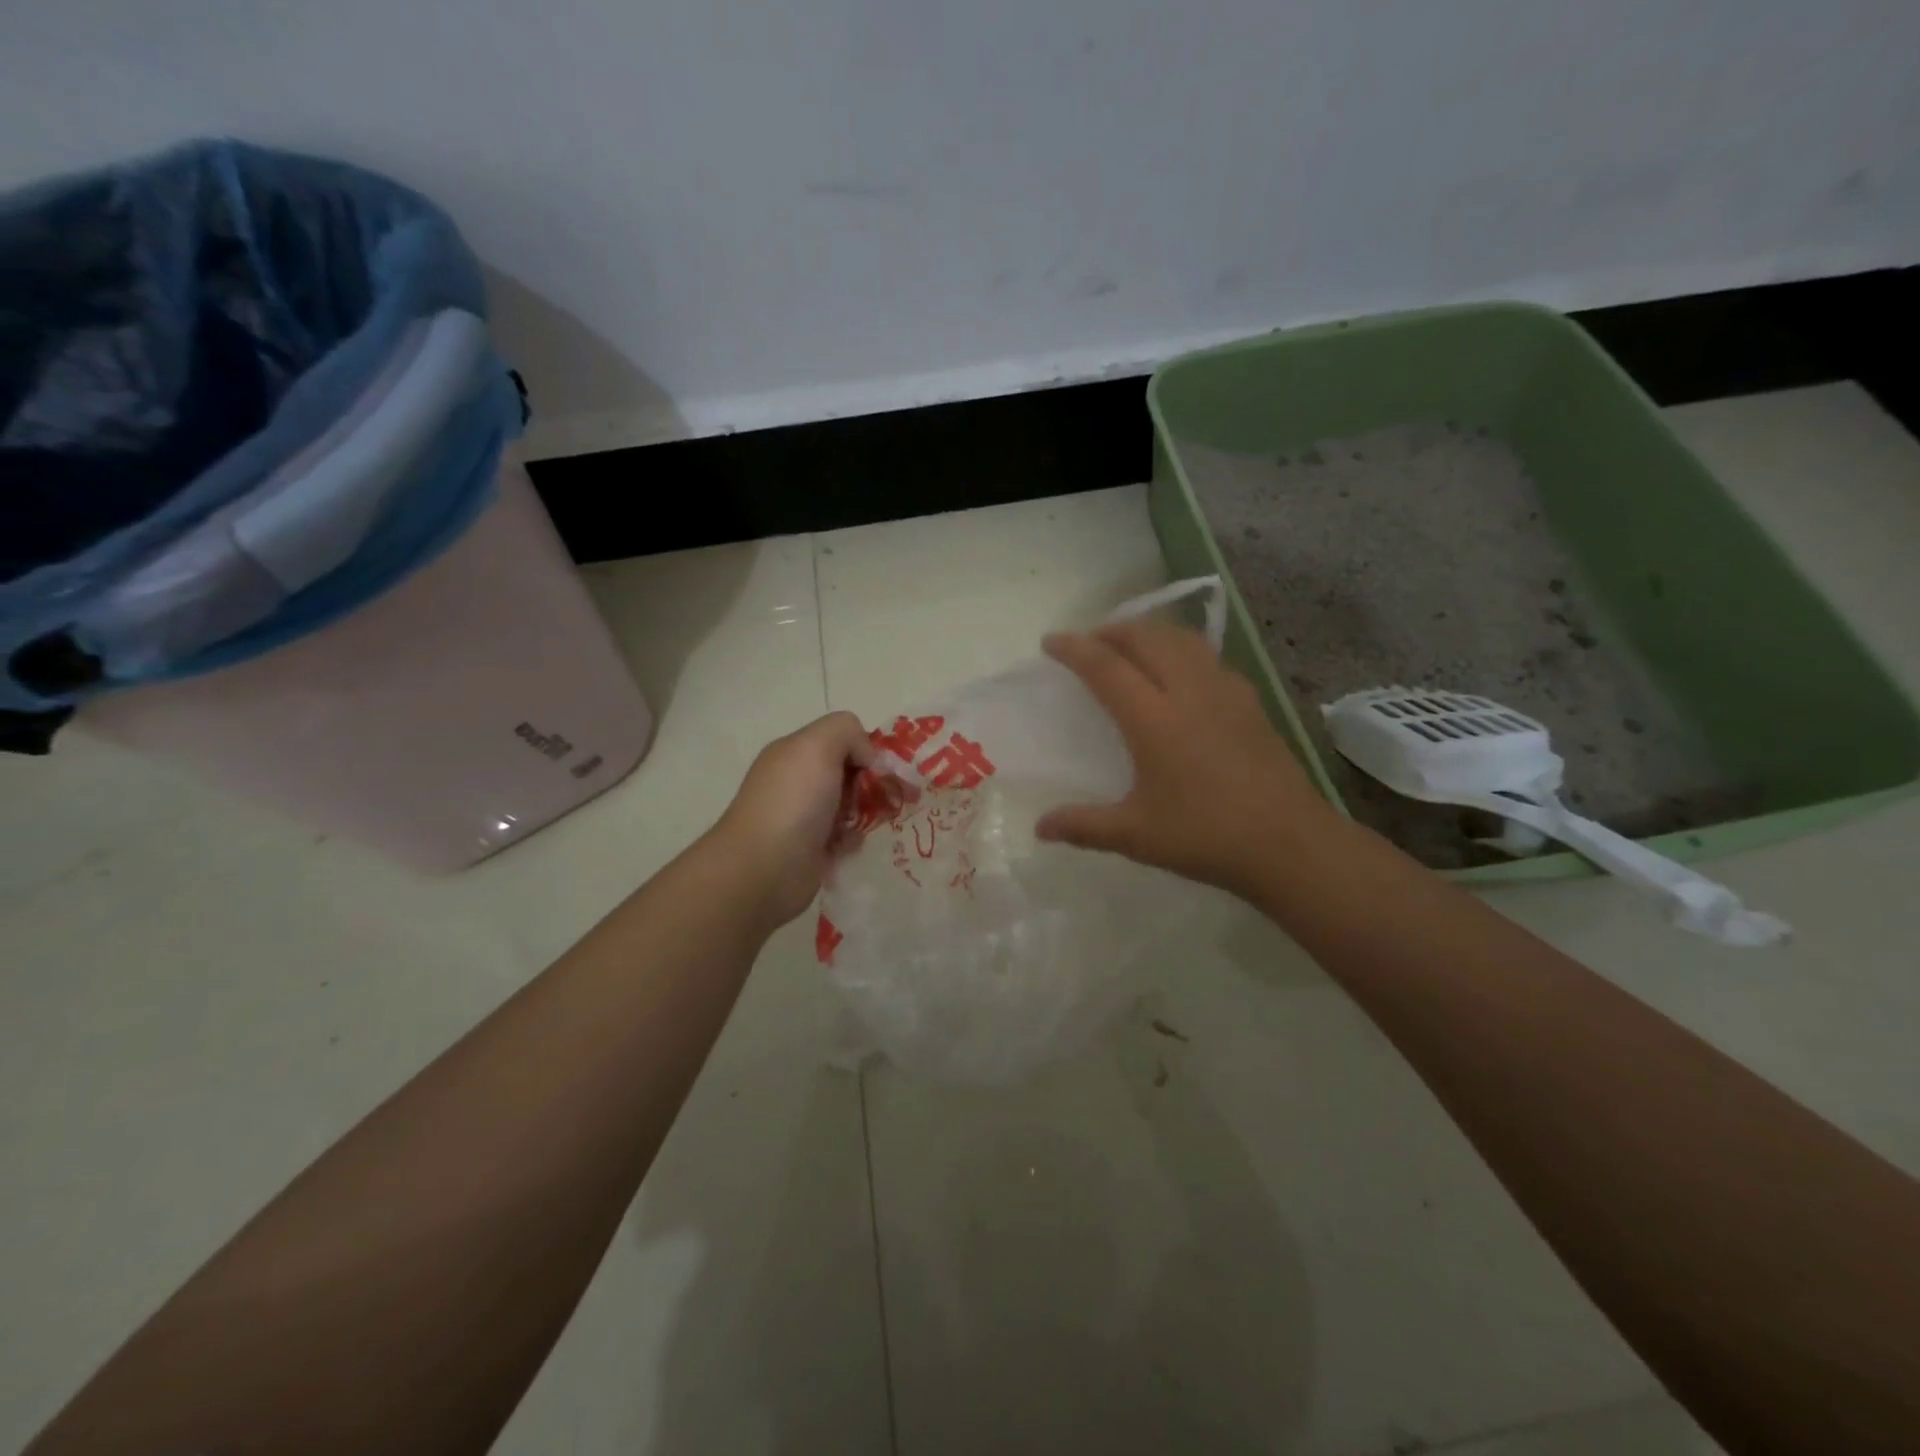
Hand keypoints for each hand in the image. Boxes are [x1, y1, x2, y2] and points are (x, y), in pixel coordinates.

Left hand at [709, 711, 874, 926]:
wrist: (763, 868)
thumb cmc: (793, 802)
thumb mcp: (817, 746)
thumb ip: (847, 731)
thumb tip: (866, 757)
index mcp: (794, 752)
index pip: (841, 739)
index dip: (866, 749)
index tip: (882, 769)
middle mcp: (797, 781)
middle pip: (849, 772)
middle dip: (872, 783)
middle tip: (887, 798)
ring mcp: (803, 816)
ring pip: (850, 805)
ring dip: (866, 811)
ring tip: (870, 822)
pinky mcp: (811, 849)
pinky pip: (845, 837)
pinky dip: (854, 839)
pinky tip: (852, 844)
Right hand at [1035, 620, 1334, 898]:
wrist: (1289, 843)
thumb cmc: (1206, 836)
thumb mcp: (1136, 835)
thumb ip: (1084, 826)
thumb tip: (1040, 828)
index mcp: (1154, 720)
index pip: (1106, 667)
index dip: (1075, 649)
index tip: (1051, 641)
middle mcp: (1188, 692)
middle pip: (1146, 638)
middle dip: (1112, 631)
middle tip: (1089, 642)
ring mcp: (1225, 692)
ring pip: (1182, 640)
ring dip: (1149, 633)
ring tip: (1130, 647)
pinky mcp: (1250, 702)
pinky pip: (1208, 657)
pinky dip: (1181, 650)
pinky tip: (1181, 673)